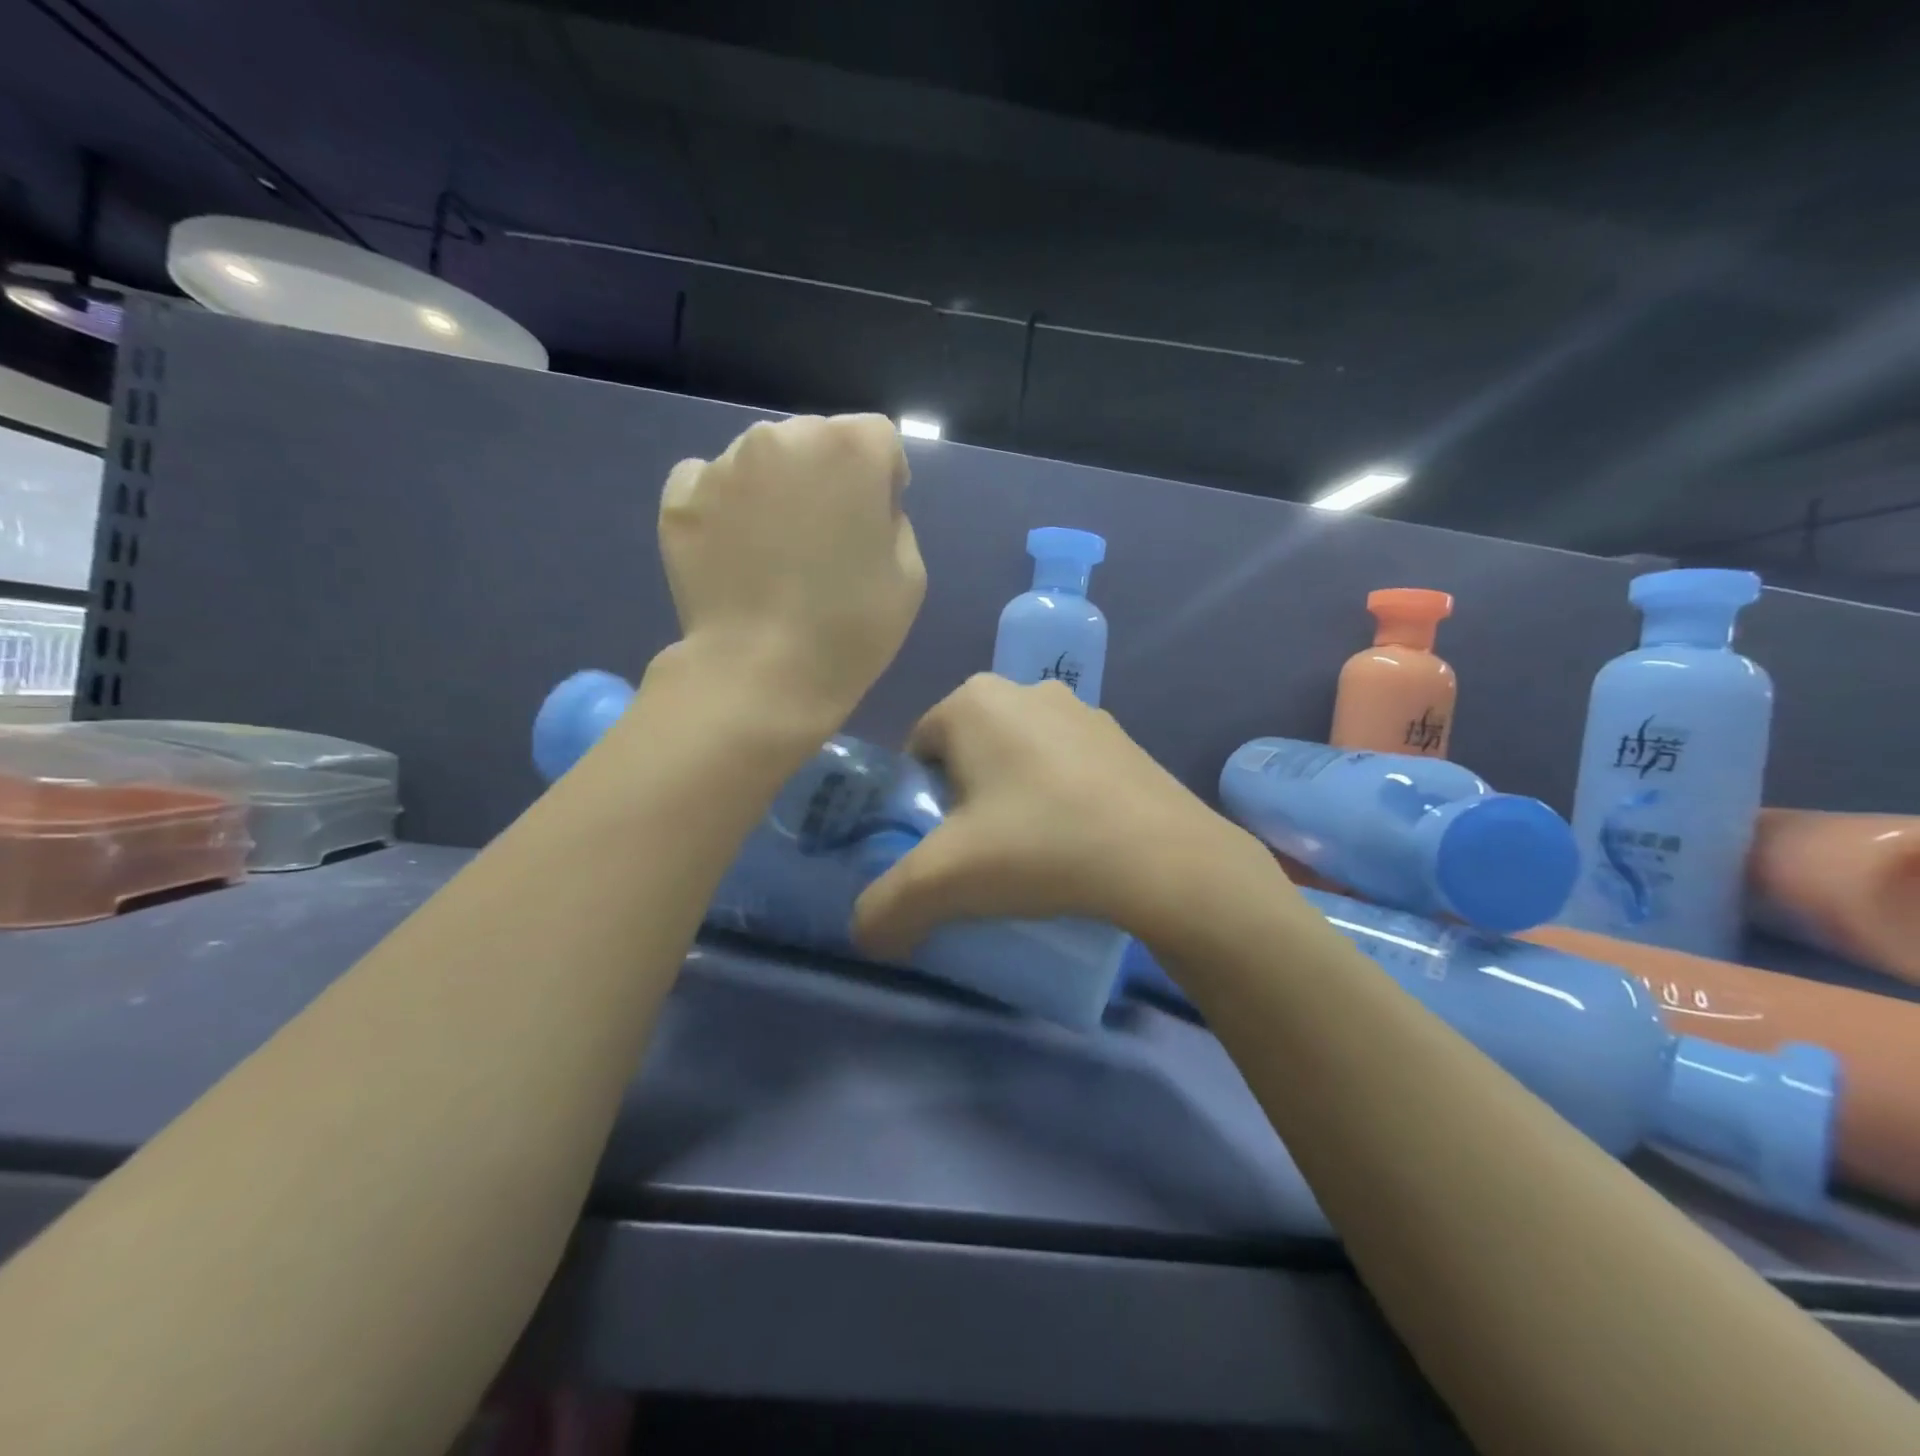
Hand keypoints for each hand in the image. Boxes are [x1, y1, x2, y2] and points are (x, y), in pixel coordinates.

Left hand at [659, 414, 925, 721]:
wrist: (763, 674)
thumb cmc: (851, 628)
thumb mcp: (909, 574)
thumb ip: (892, 519)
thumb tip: (861, 506)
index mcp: (849, 448)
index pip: (878, 438)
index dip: (882, 479)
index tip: (874, 522)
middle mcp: (782, 436)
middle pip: (816, 440)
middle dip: (825, 476)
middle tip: (822, 539)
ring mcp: (724, 465)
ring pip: (762, 460)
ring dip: (774, 489)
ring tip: (772, 552)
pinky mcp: (681, 498)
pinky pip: (711, 483)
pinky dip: (724, 506)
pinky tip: (733, 552)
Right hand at [852, 675, 1261, 956]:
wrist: (1165, 861)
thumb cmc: (1040, 848)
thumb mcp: (943, 884)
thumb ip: (885, 909)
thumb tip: (865, 936)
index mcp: (973, 701)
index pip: (918, 750)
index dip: (921, 804)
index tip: (943, 849)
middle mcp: (1025, 689)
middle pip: (967, 753)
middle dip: (964, 801)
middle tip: (982, 856)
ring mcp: (1081, 710)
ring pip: (1018, 758)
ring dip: (1012, 799)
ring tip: (1031, 855)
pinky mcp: (1120, 738)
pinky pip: (1065, 766)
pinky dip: (1057, 797)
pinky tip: (1074, 842)